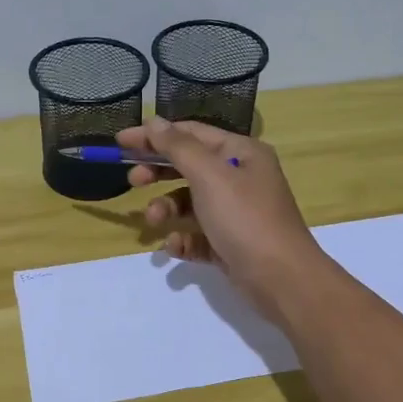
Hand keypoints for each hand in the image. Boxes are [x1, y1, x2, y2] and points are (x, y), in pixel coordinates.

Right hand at [117, 119, 329, 319]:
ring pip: (190, 203)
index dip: (155, 135)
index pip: (191, 133)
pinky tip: (174, 247)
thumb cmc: (246, 219)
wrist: (282, 279)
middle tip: (133, 181)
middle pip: (189, 167)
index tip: (121, 141)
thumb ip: (178, 147)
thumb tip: (155, 122)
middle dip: (158, 172)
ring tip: (154, 221)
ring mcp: (236, 213)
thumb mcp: (209, 176)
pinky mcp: (230, 244)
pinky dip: (183, 239)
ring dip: (167, 209)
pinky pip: (198, 235)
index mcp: (241, 153)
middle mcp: (241, 178)